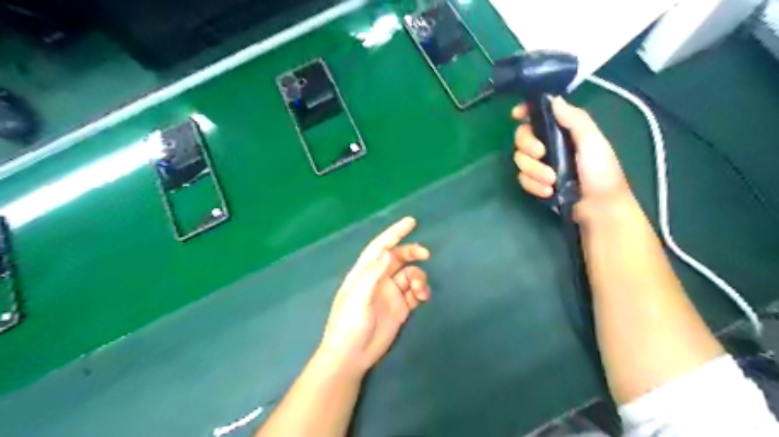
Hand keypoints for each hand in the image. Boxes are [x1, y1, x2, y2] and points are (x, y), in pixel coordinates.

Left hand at [317, 218, 431, 376]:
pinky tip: (423, 297)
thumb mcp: (358, 297)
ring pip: (410, 275)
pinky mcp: (401, 308)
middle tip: (426, 254)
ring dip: (418, 277)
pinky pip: (415, 293)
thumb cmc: (349, 323)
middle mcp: (379, 279)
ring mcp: (391, 293)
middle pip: (398, 258)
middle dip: (412, 252)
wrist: (352, 356)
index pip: (380, 246)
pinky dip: (422, 291)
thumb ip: (373, 274)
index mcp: (365, 272)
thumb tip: (387, 251)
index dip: (394, 233)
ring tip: (419, 290)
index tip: (411, 222)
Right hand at [512, 98, 632, 223]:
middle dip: (528, 146)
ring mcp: (541, 165)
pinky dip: (534, 185)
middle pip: (522, 137)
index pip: (539, 115)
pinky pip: (523, 179)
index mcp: (563, 130)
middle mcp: (549, 144)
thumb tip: (553, 99)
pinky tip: (549, 192)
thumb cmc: (601, 172)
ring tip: (552, 181)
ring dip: (534, 171)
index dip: (525, 112)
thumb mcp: (592, 141)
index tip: (516, 115)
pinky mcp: (536, 182)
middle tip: (541, 154)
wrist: (599, 208)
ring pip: (520, 160)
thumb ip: (574, 119)